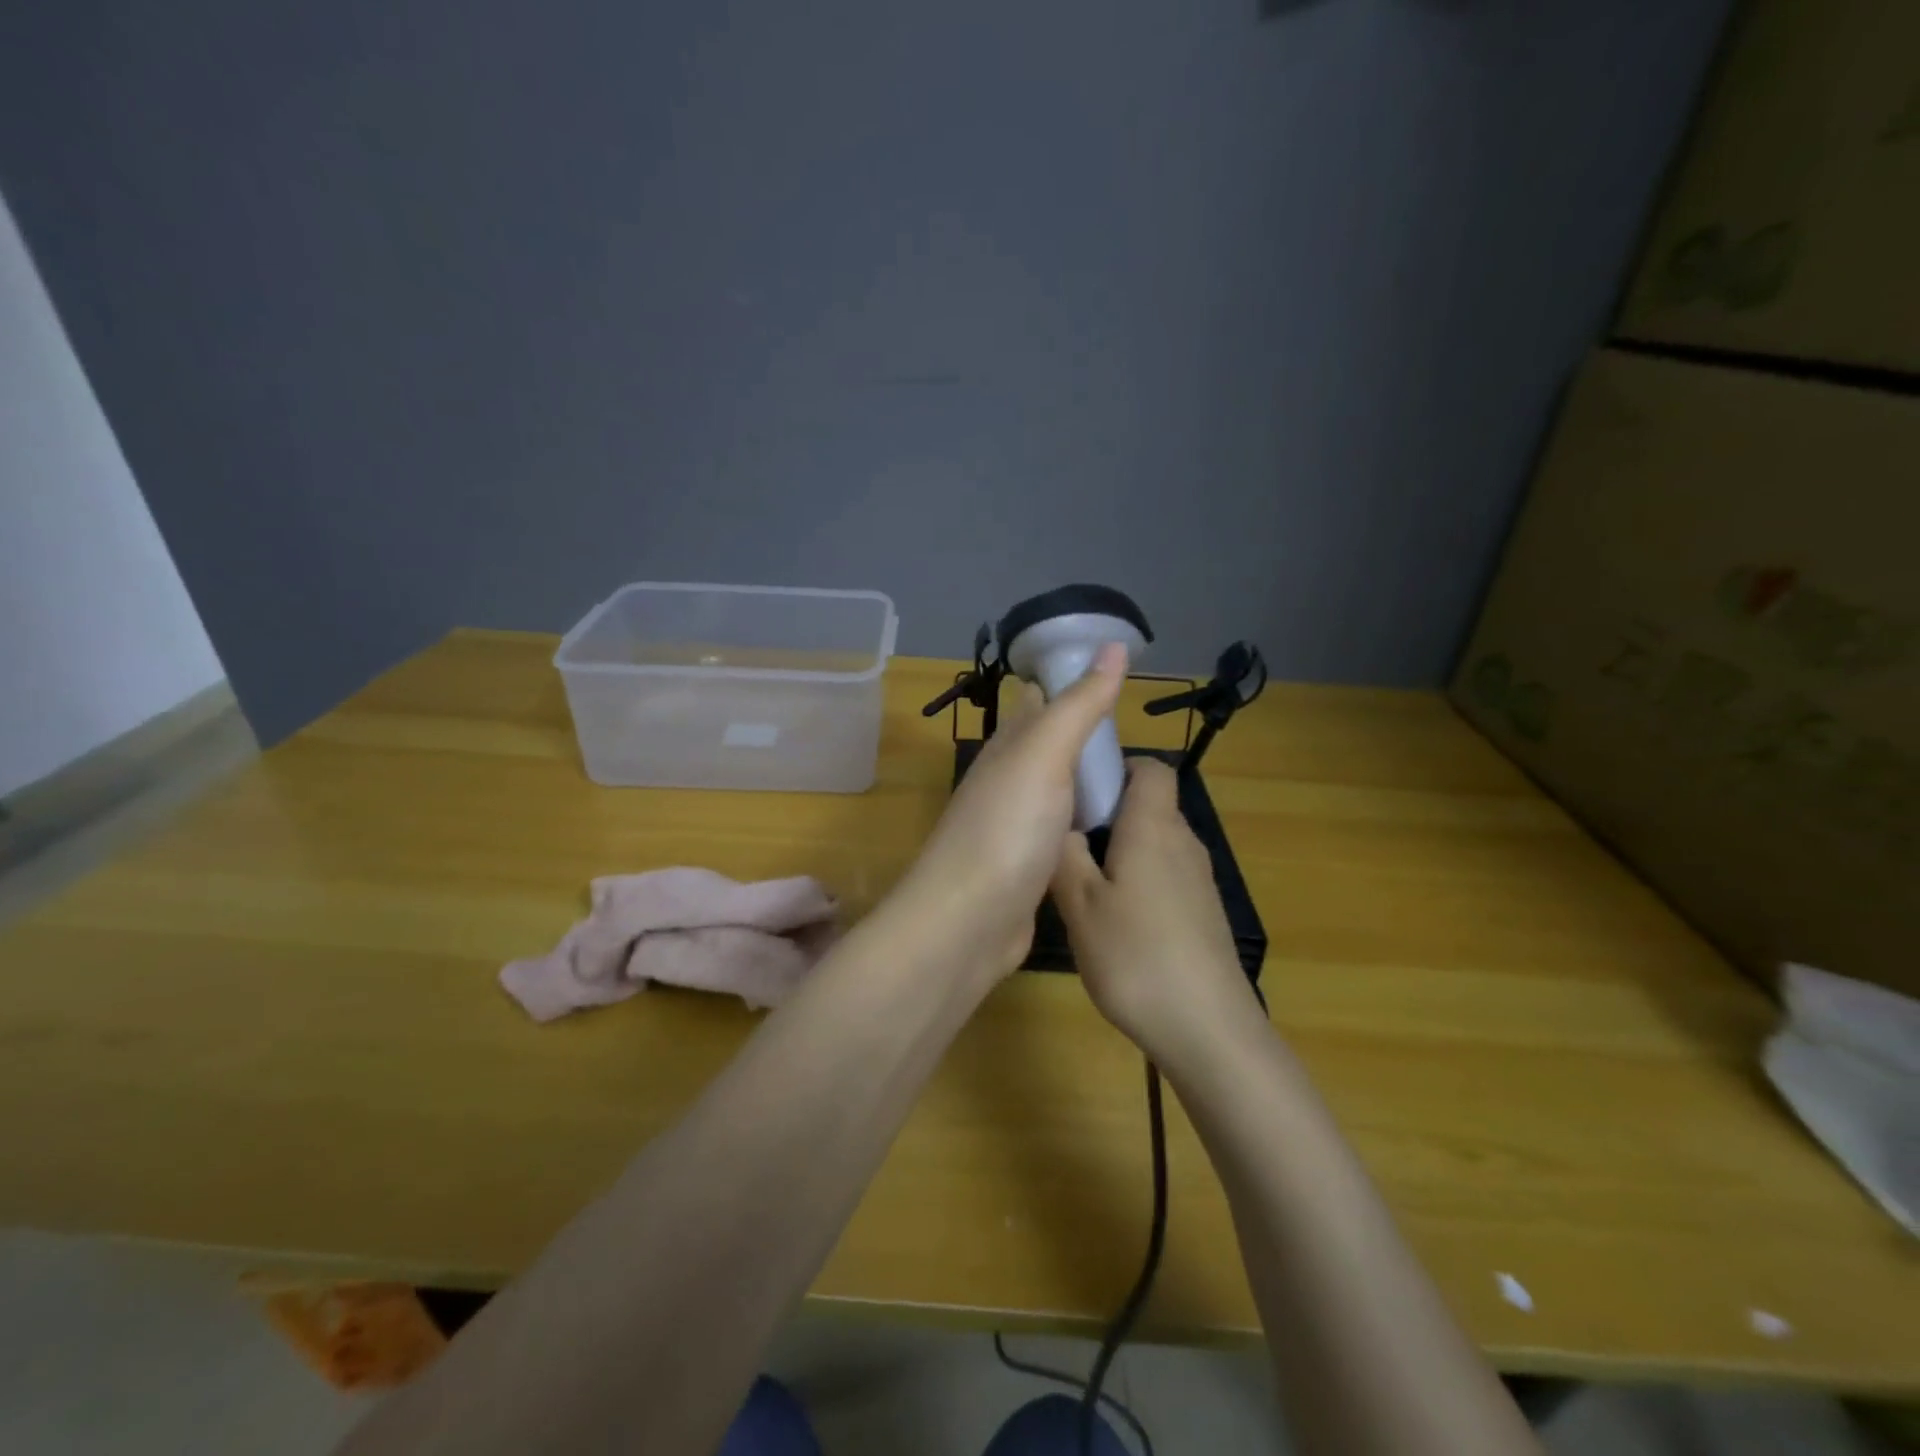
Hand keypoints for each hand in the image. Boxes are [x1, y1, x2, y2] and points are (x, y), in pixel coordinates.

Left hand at [894, 643, 1127, 972]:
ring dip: (1086, 776)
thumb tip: (1112, 644)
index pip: (1036, 701)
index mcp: (1007, 748)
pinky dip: (1085, 819)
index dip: (1069, 681)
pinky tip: (1110, 825)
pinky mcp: (1029, 867)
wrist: (967, 923)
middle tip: (1136, 725)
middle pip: (1048, 744)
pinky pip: (1063, 830)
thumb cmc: (1006, 830)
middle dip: (1084, 729)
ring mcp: (1017, 826)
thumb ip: (1078, 705)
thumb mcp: (1044, 756)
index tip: (1115, 670)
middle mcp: (1008, 781)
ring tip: (1133, 771)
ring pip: (1057, 788)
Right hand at [1051, 758, 1263, 1066]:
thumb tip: (1060, 821)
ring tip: (1079, 880)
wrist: (1208, 1029)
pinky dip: (1137, 878)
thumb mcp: (1080, 904)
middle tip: (1063, 838)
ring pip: (1154, 842)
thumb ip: (1065, 855)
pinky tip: (1112, 918)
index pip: (1151, 768)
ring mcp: (1198, 879)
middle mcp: (1182, 842)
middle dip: (1107, 812)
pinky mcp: (1203, 912)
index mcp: (1153, 827)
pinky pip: (1165, 874)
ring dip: (1119, 849)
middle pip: (1149, 804)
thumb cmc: (1136, 956)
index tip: (1079, 787)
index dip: (1117, 765)